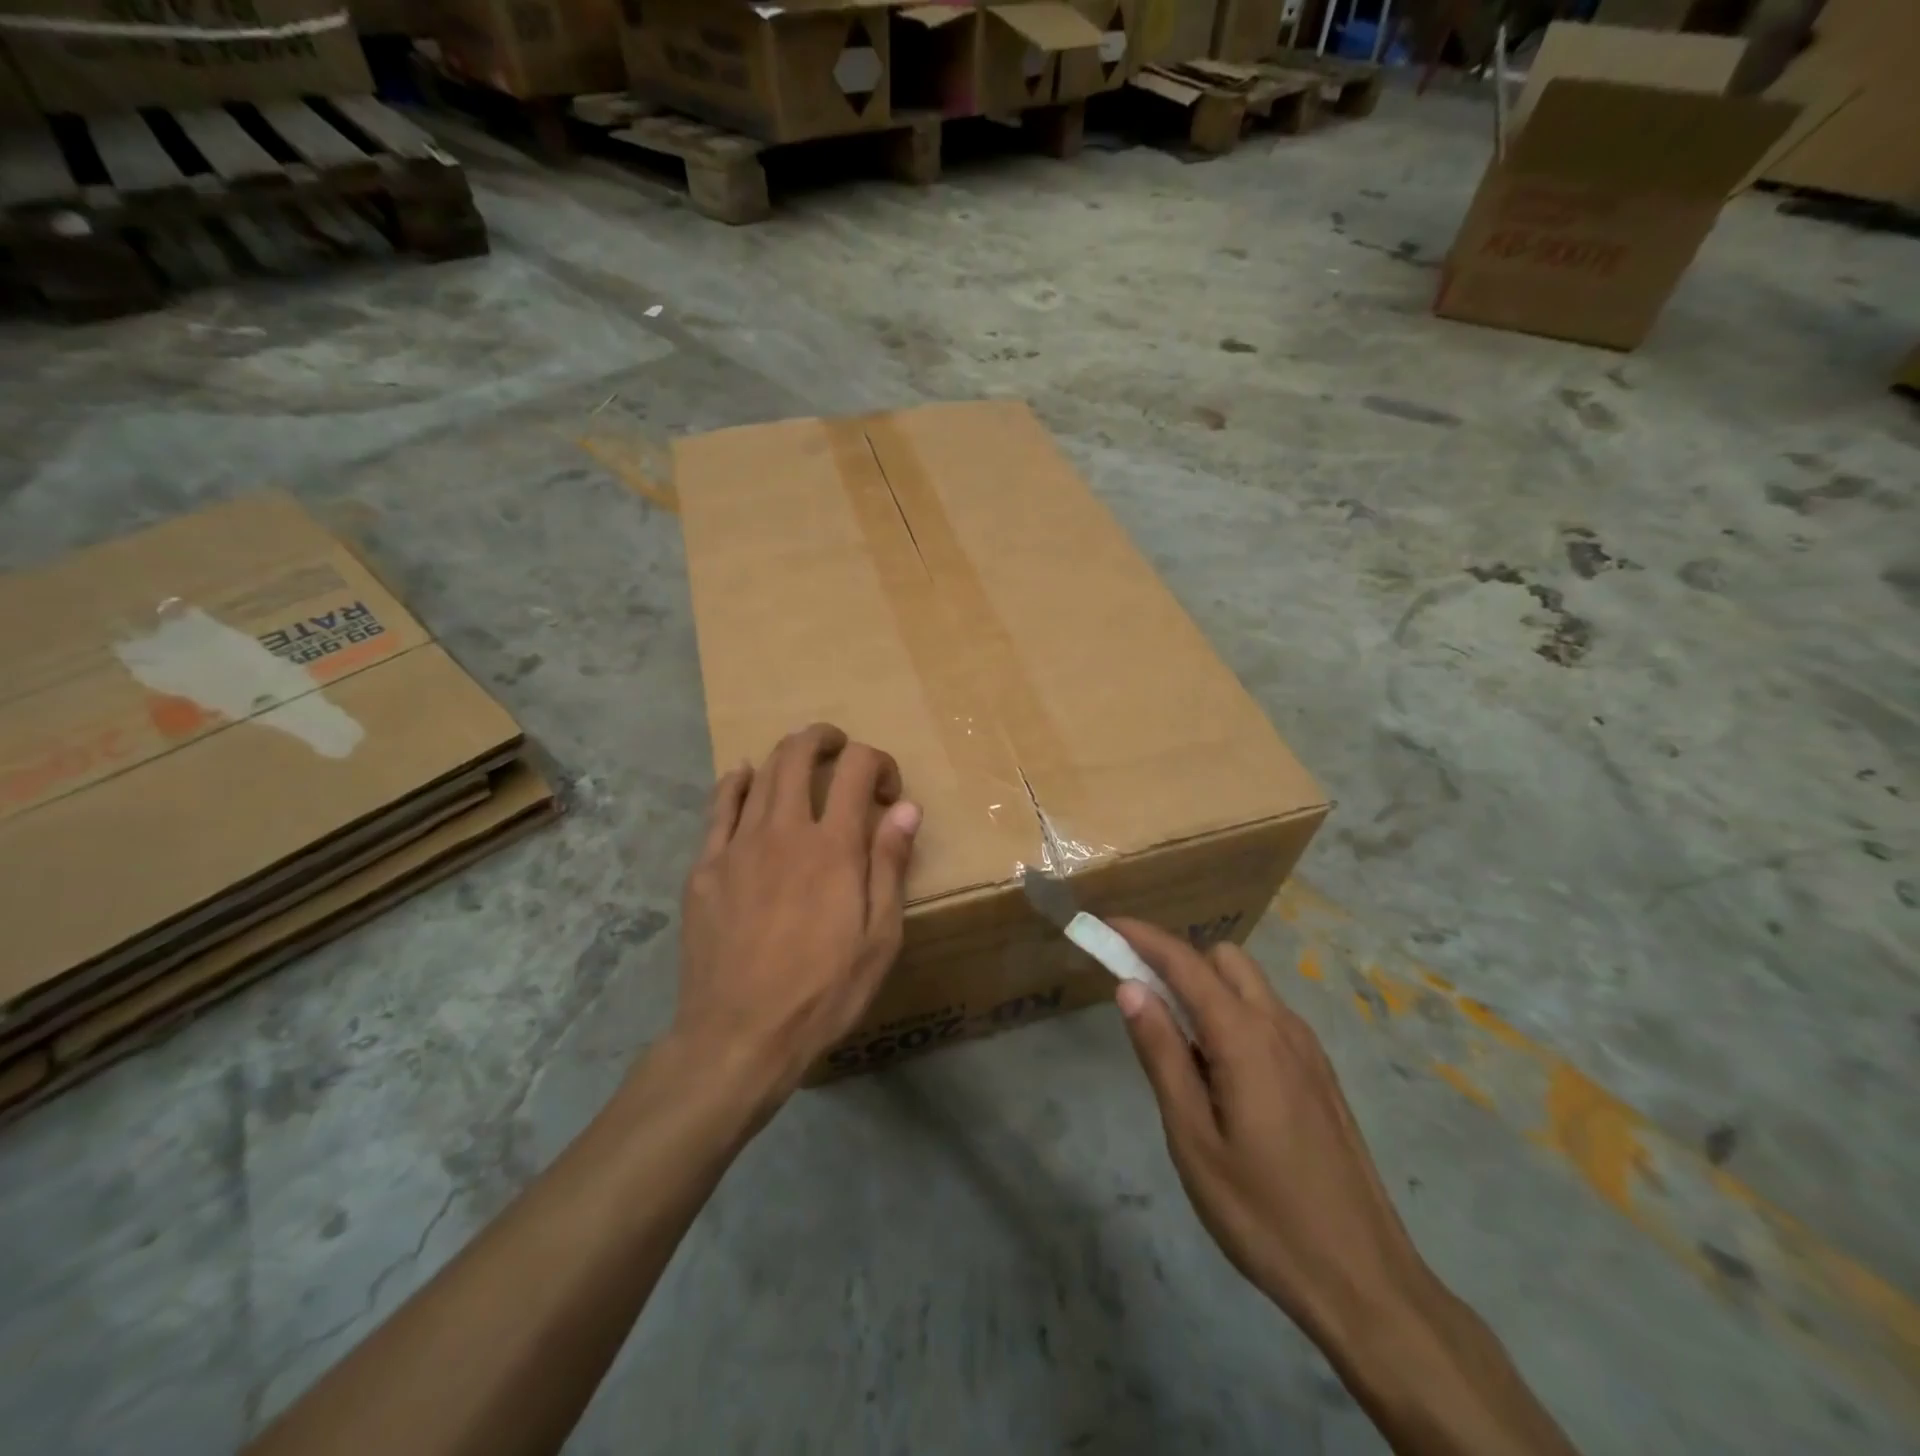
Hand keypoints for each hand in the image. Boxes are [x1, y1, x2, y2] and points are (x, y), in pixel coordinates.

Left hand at [674, 723, 920, 1106]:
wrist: (738, 1036)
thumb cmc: (822, 993)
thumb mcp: (879, 938)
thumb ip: (891, 865)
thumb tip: (907, 807)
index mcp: (833, 847)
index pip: (857, 769)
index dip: (879, 763)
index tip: (888, 792)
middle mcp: (784, 831)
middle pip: (798, 755)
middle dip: (824, 739)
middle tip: (840, 748)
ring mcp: (737, 846)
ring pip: (760, 774)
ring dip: (786, 754)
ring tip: (801, 759)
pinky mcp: (704, 867)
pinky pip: (719, 807)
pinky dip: (735, 781)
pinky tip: (743, 777)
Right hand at [1109, 921, 1437, 1347]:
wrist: (1364, 1281)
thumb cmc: (1263, 1213)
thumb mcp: (1192, 1138)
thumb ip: (1161, 1054)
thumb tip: (1130, 988)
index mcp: (1245, 1037)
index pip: (1185, 962)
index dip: (1142, 937)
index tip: (1105, 925)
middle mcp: (1280, 1026)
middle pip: (1223, 958)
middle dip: (1178, 959)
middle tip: (1139, 996)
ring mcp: (1306, 1048)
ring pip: (1249, 984)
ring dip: (1206, 986)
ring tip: (1175, 1040)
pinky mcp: (1319, 1073)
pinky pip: (1267, 1015)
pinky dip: (1232, 1012)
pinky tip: (1218, 1070)